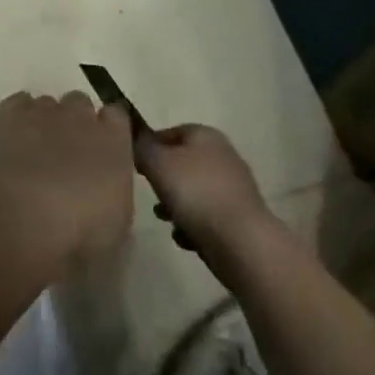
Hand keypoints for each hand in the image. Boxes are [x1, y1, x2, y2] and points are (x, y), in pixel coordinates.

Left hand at [0, 91, 133, 257]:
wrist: (24, 217)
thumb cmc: (80, 230)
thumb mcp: (117, 223)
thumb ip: (115, 192)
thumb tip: (107, 190)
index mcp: (113, 140)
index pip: (117, 116)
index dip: (108, 129)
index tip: (102, 149)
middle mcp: (79, 116)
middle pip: (80, 104)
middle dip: (75, 122)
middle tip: (67, 153)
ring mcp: (42, 111)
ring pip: (47, 104)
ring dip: (45, 121)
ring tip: (35, 149)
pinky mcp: (9, 114)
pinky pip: (17, 103)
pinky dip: (18, 116)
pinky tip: (14, 138)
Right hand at [135, 124, 276, 253]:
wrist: (242, 243)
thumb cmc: (196, 193)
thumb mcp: (157, 163)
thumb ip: (140, 146)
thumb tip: (132, 136)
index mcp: (206, 135)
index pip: (170, 131)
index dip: (150, 146)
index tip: (135, 165)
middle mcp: (223, 156)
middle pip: (182, 163)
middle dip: (163, 180)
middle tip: (149, 194)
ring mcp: (234, 188)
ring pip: (193, 192)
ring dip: (175, 205)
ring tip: (164, 219)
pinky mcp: (239, 218)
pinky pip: (207, 217)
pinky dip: (193, 225)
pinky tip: (185, 238)